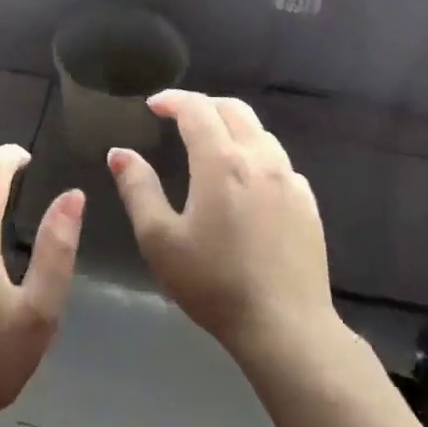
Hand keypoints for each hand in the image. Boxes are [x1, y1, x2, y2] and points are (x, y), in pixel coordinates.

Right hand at [108, 91, 334, 360]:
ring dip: (231, 127)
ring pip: (260, 133)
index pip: (197, 109)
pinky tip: (245, 182)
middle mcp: (260, 160)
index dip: (172, 100)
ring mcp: (290, 181)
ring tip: (210, 145)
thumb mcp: (159, 239)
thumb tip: (119, 153)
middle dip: (203, 105)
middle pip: (234, 110)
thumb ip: (138, 189)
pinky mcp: (308, 203)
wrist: (285, 326)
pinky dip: (255, 155)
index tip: (153, 105)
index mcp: (222, 162)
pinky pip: (279, 162)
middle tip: (178, 117)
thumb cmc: (213, 283)